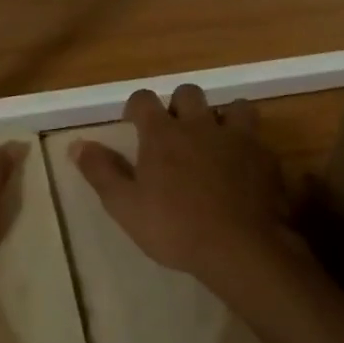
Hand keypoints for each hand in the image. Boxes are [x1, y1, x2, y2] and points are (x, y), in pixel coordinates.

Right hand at [71, 86, 308, 313]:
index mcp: (162, 134)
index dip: (136, 106)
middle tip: (176, 132)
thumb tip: (77, 144)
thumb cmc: (175, 228)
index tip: (133, 122)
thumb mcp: (125, 206)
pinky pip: (258, 138)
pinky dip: (249, 146)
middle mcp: (200, 125)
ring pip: (233, 107)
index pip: (144, 99)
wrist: (241, 249)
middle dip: (180, 105)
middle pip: (189, 93)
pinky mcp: (266, 157)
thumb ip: (101, 171)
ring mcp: (238, 138)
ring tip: (216, 141)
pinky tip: (244, 168)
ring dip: (223, 117)